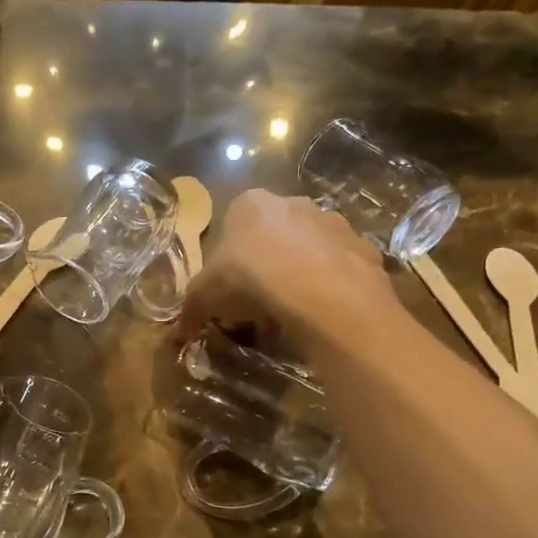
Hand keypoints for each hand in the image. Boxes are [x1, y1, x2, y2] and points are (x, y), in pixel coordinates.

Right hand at [180, 190, 395, 350]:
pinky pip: (340, 270)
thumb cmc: (251, 280)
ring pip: (310, 251)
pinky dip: (330, 289)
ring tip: (291, 315)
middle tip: (258, 306)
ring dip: (299, 276)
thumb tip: (174, 334)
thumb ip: (189, 310)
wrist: (321, 292)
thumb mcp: (205, 297)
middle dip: (266, 267)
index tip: (229, 293)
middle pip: (274, 236)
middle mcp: (294, 202)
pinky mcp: (363, 248)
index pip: (233, 226)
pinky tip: (321, 315)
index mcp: (251, 204)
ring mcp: (333, 223)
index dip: (229, 263)